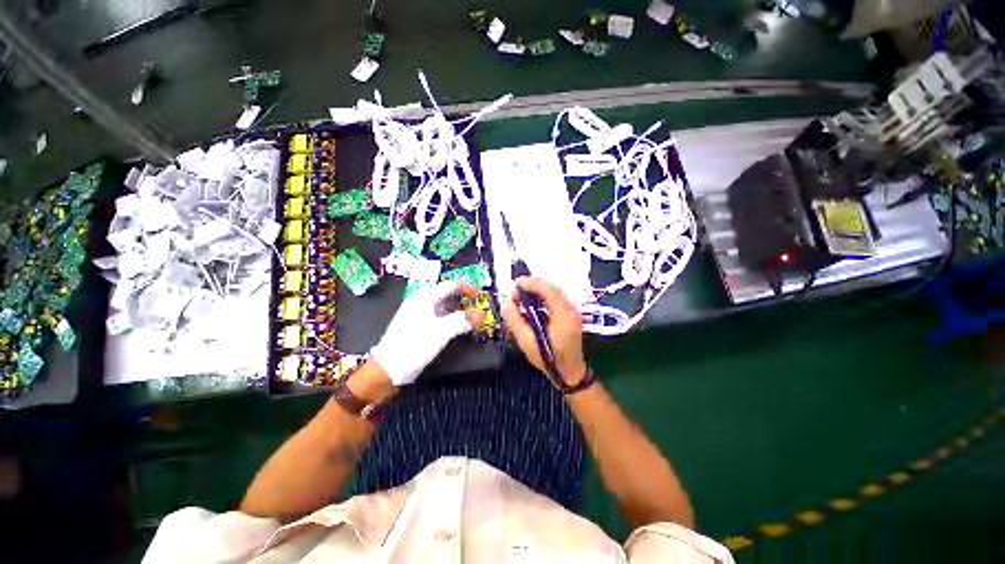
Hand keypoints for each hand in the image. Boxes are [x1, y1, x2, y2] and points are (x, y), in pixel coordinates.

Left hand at [370, 281, 475, 385]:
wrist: (389, 368)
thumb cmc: (414, 345)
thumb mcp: (442, 331)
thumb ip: (463, 320)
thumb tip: (481, 314)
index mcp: (424, 297)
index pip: (450, 285)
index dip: (467, 288)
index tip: (479, 296)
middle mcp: (420, 302)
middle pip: (446, 294)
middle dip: (464, 299)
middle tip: (477, 307)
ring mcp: (418, 314)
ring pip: (443, 305)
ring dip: (458, 309)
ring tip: (471, 317)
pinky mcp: (418, 326)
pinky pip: (438, 316)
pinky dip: (450, 318)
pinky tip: (457, 326)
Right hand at [502, 277, 587, 385]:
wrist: (570, 372)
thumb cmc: (548, 359)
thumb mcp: (526, 342)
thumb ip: (516, 320)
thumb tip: (509, 302)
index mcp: (563, 317)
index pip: (549, 291)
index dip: (532, 283)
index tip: (517, 282)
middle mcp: (571, 310)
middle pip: (553, 288)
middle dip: (534, 284)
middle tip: (517, 287)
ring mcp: (573, 311)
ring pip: (554, 292)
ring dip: (538, 290)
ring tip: (522, 293)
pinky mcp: (571, 314)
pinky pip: (556, 299)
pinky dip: (543, 296)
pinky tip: (533, 301)